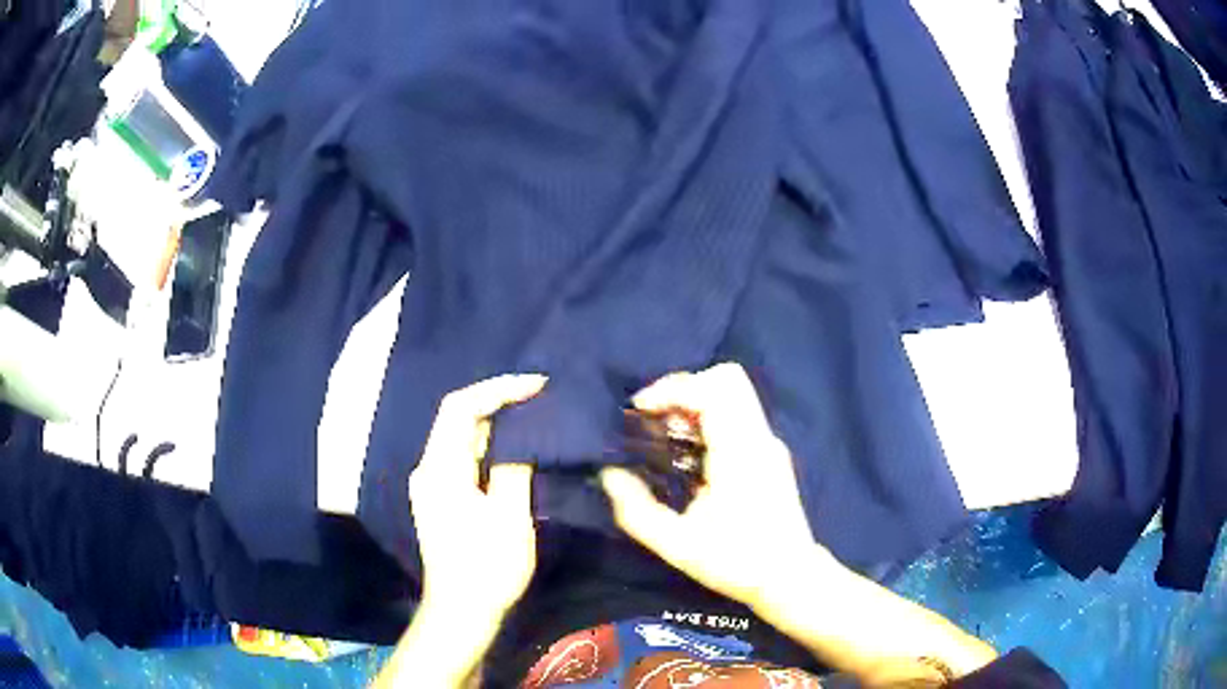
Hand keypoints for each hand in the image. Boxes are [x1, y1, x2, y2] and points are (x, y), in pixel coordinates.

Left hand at [408, 374, 546, 622]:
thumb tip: (522, 434)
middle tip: (540, 397)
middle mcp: (428, 468)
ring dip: (494, 423)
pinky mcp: (440, 498)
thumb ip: (514, 467)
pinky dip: (488, 445)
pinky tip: (515, 448)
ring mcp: (431, 484)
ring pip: (461, 438)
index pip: (461, 407)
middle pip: (457, 418)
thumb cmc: (487, 568)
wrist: (461, 611)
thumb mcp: (509, 517)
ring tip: (534, 415)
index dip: (497, 389)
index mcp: (440, 469)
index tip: (536, 386)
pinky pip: (463, 457)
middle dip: (497, 401)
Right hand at [601, 363, 834, 607]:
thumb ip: (636, 510)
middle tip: (653, 419)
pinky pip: (737, 415)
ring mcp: (768, 443)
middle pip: (726, 379)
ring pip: (732, 394)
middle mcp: (759, 437)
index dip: (671, 389)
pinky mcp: (769, 453)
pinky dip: (707, 419)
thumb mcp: (676, 545)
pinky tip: (687, 454)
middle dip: (683, 389)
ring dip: (694, 404)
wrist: (789, 577)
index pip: (712, 389)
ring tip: (664, 437)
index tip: (640, 412)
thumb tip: (609, 474)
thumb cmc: (735, 562)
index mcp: (740, 452)